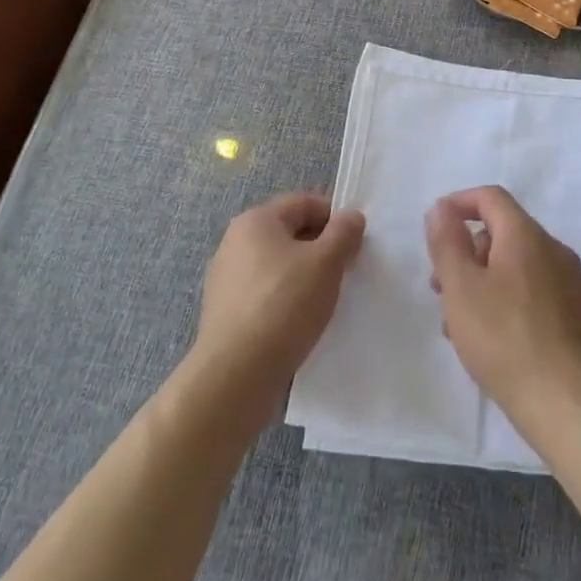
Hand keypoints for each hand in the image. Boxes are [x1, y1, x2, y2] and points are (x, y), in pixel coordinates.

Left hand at [191, 192, 364, 429]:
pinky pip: (265, 295)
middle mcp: (235, 244)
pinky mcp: (225, 315)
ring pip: (278, 266)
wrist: (235, 376)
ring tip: (326, 300)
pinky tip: (301, 323)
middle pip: (289, 234)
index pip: (304, 204)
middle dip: (320, 248)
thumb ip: (344, 233)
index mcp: (256, 221)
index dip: (334, 217)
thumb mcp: (326, 262)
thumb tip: (350, 218)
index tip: (355, 242)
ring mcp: (226, 281)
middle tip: (346, 270)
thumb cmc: (284, 305)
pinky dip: (286, 301)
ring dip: (304, 276)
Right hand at [425, 186, 580, 441]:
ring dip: (487, 283)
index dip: (460, 203)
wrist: (570, 404)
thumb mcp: (461, 288)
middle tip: (442, 289)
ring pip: (520, 268)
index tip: (436, 225)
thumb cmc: (505, 339)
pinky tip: (498, 343)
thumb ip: (447, 243)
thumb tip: (441, 208)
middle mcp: (555, 249)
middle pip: (505, 234)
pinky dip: (512, 303)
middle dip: (469, 253)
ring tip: (463, 326)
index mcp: (527, 235)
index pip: (491, 198)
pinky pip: (539, 295)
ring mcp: (574, 284)